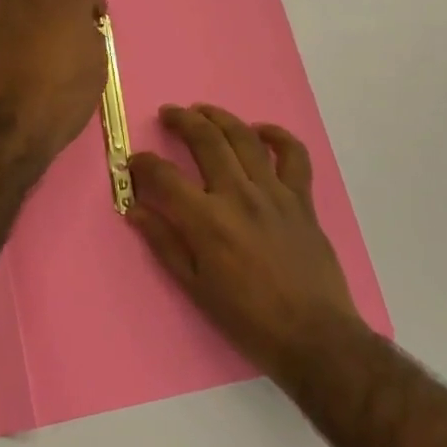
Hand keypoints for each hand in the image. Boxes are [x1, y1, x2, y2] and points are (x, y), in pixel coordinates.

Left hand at [0, 0, 106, 167]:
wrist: (7, 126)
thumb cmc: (62, 99)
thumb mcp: (96, 71)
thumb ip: (90, 39)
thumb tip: (82, 31)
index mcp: (66, 2)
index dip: (92, 3)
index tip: (94, 20)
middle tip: (59, 11)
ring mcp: (0, 13)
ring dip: (25, 0)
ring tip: (34, 27)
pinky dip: (7, 25)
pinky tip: (12, 49)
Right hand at [128, 104, 365, 382]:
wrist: (313, 336)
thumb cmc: (248, 318)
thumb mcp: (195, 287)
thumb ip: (164, 242)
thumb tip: (134, 209)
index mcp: (207, 220)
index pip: (165, 176)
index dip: (143, 163)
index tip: (134, 162)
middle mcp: (238, 195)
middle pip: (205, 140)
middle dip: (181, 120)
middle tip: (168, 113)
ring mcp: (274, 192)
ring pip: (244, 137)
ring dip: (220, 117)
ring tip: (203, 111)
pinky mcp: (301, 198)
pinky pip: (292, 155)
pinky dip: (277, 136)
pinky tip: (261, 131)